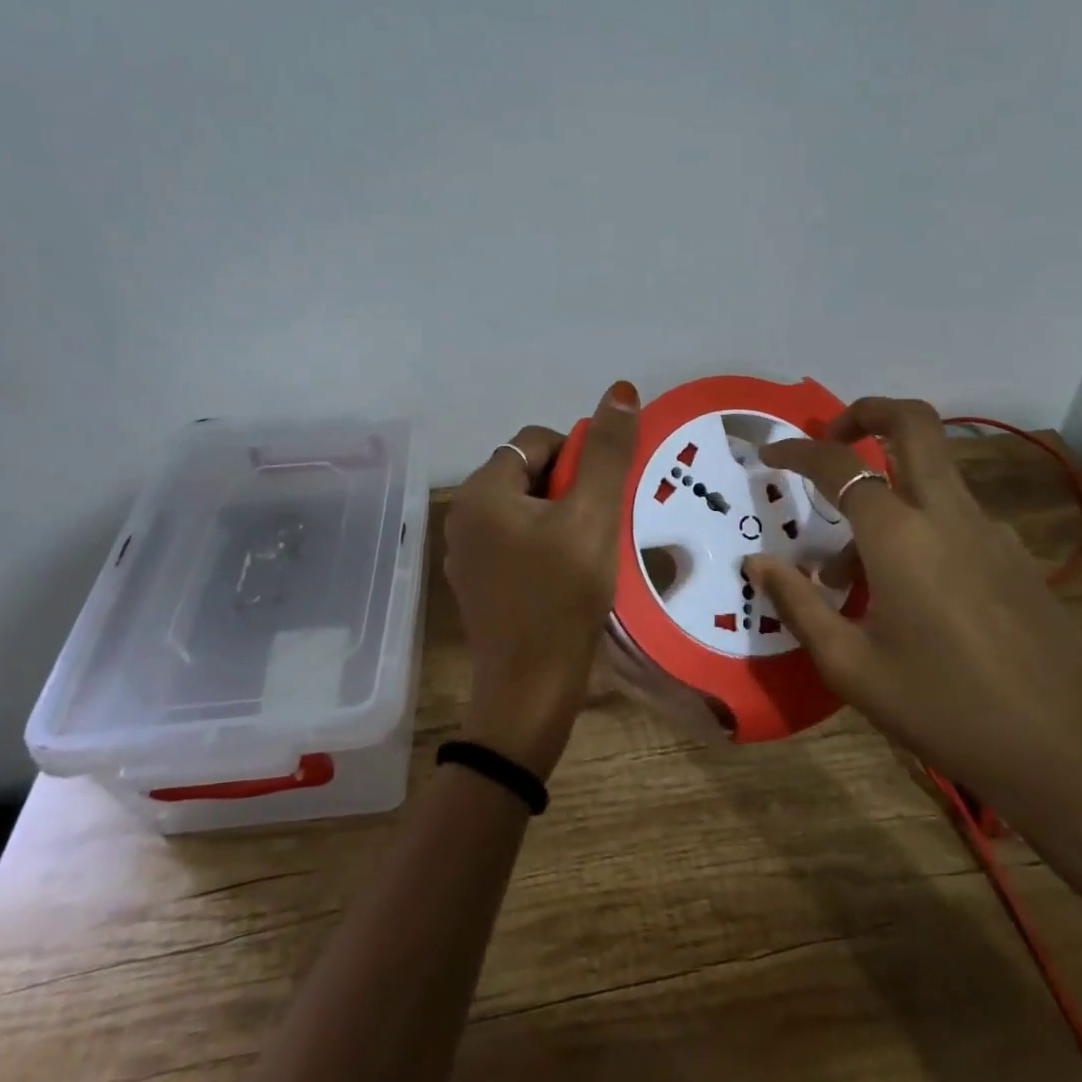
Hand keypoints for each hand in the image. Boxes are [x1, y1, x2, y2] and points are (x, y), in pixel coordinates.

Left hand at [443, 382, 639, 778]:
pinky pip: (515, 543)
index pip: (535, 441)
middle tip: (599, 525)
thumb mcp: (592, 517)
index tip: (601, 496)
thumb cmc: (562, 597)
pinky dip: (544, 546)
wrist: (530, 692)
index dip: (577, 457)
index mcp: (482, 492)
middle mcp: (463, 516)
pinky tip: (567, 576)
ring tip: (589, 551)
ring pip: (524, 510)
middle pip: (527, 474)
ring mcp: (466, 554)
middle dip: (569, 489)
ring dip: (561, 518)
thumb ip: (607, 452)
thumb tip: (619, 389)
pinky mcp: (478, 584)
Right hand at [748, 397, 1081, 818]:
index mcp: (900, 535)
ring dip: (888, 492)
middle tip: (832, 436)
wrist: (1062, 753)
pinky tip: (910, 594)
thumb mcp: (850, 665)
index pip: (839, 465)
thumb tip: (758, 561)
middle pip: (913, 424)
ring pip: (933, 477)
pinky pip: (957, 518)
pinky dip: (921, 527)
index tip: (771, 456)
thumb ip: (797, 603)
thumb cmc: (940, 707)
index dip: (798, 451)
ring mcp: (992, 531)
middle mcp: (948, 515)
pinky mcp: (1017, 557)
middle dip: (866, 412)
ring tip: (850, 571)